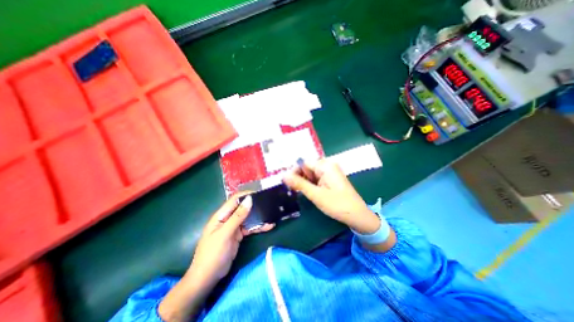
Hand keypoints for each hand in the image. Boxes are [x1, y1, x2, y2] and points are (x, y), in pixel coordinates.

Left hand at [156, 195, 272, 320]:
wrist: (207, 278)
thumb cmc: (213, 254)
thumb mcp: (225, 234)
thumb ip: (238, 216)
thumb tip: (249, 199)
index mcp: (222, 215)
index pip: (235, 199)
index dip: (247, 195)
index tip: (260, 194)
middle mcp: (228, 218)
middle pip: (243, 207)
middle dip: (255, 205)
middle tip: (269, 204)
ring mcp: (234, 227)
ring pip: (248, 218)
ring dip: (259, 217)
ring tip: (272, 215)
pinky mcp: (238, 235)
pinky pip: (250, 228)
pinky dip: (258, 227)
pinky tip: (268, 226)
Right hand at [282, 160, 379, 234]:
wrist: (357, 215)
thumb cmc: (337, 204)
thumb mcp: (316, 194)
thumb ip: (299, 184)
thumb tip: (283, 175)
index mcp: (325, 165)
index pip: (304, 163)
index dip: (294, 171)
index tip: (287, 183)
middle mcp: (328, 165)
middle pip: (307, 167)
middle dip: (299, 177)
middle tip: (293, 189)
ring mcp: (330, 172)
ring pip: (311, 173)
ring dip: (304, 181)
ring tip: (300, 192)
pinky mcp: (331, 179)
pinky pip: (317, 178)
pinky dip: (311, 184)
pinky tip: (309, 192)